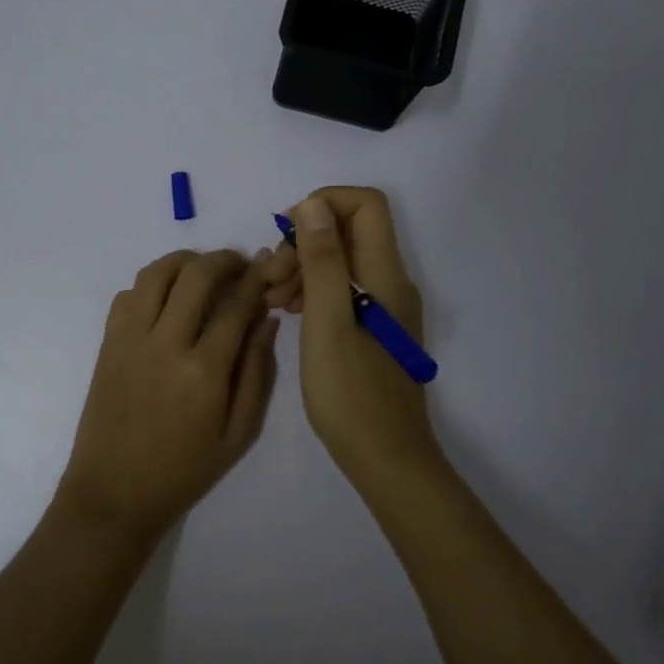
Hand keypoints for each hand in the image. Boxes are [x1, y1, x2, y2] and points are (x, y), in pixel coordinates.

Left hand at [56, 249, 279, 541]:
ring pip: (156, 273)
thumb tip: (267, 322)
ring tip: (203, 270)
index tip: (267, 271)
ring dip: (185, 261)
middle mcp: (165, 343)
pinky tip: (167, 299)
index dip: (256, 281)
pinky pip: (127, 294)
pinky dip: (150, 285)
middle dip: (224, 259)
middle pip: (196, 274)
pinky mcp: (107, 342)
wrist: (113, 493)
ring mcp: (130, 338)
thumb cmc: (183, 470)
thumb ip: (256, 373)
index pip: (236, 305)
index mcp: (204, 371)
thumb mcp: (238, 433)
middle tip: (240, 265)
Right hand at [262, 188, 440, 483]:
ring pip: (342, 260)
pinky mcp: (374, 328)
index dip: (323, 204)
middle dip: (304, 241)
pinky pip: (342, 289)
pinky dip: (312, 290)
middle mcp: (391, 282)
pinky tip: (288, 313)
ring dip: (303, 267)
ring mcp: (385, 306)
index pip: (365, 204)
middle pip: (349, 230)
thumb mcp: (328, 322)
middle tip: (272, 278)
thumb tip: (313, 203)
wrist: (386, 460)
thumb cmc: (352, 394)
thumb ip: (322, 260)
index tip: (287, 235)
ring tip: (272, 299)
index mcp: (385, 274)